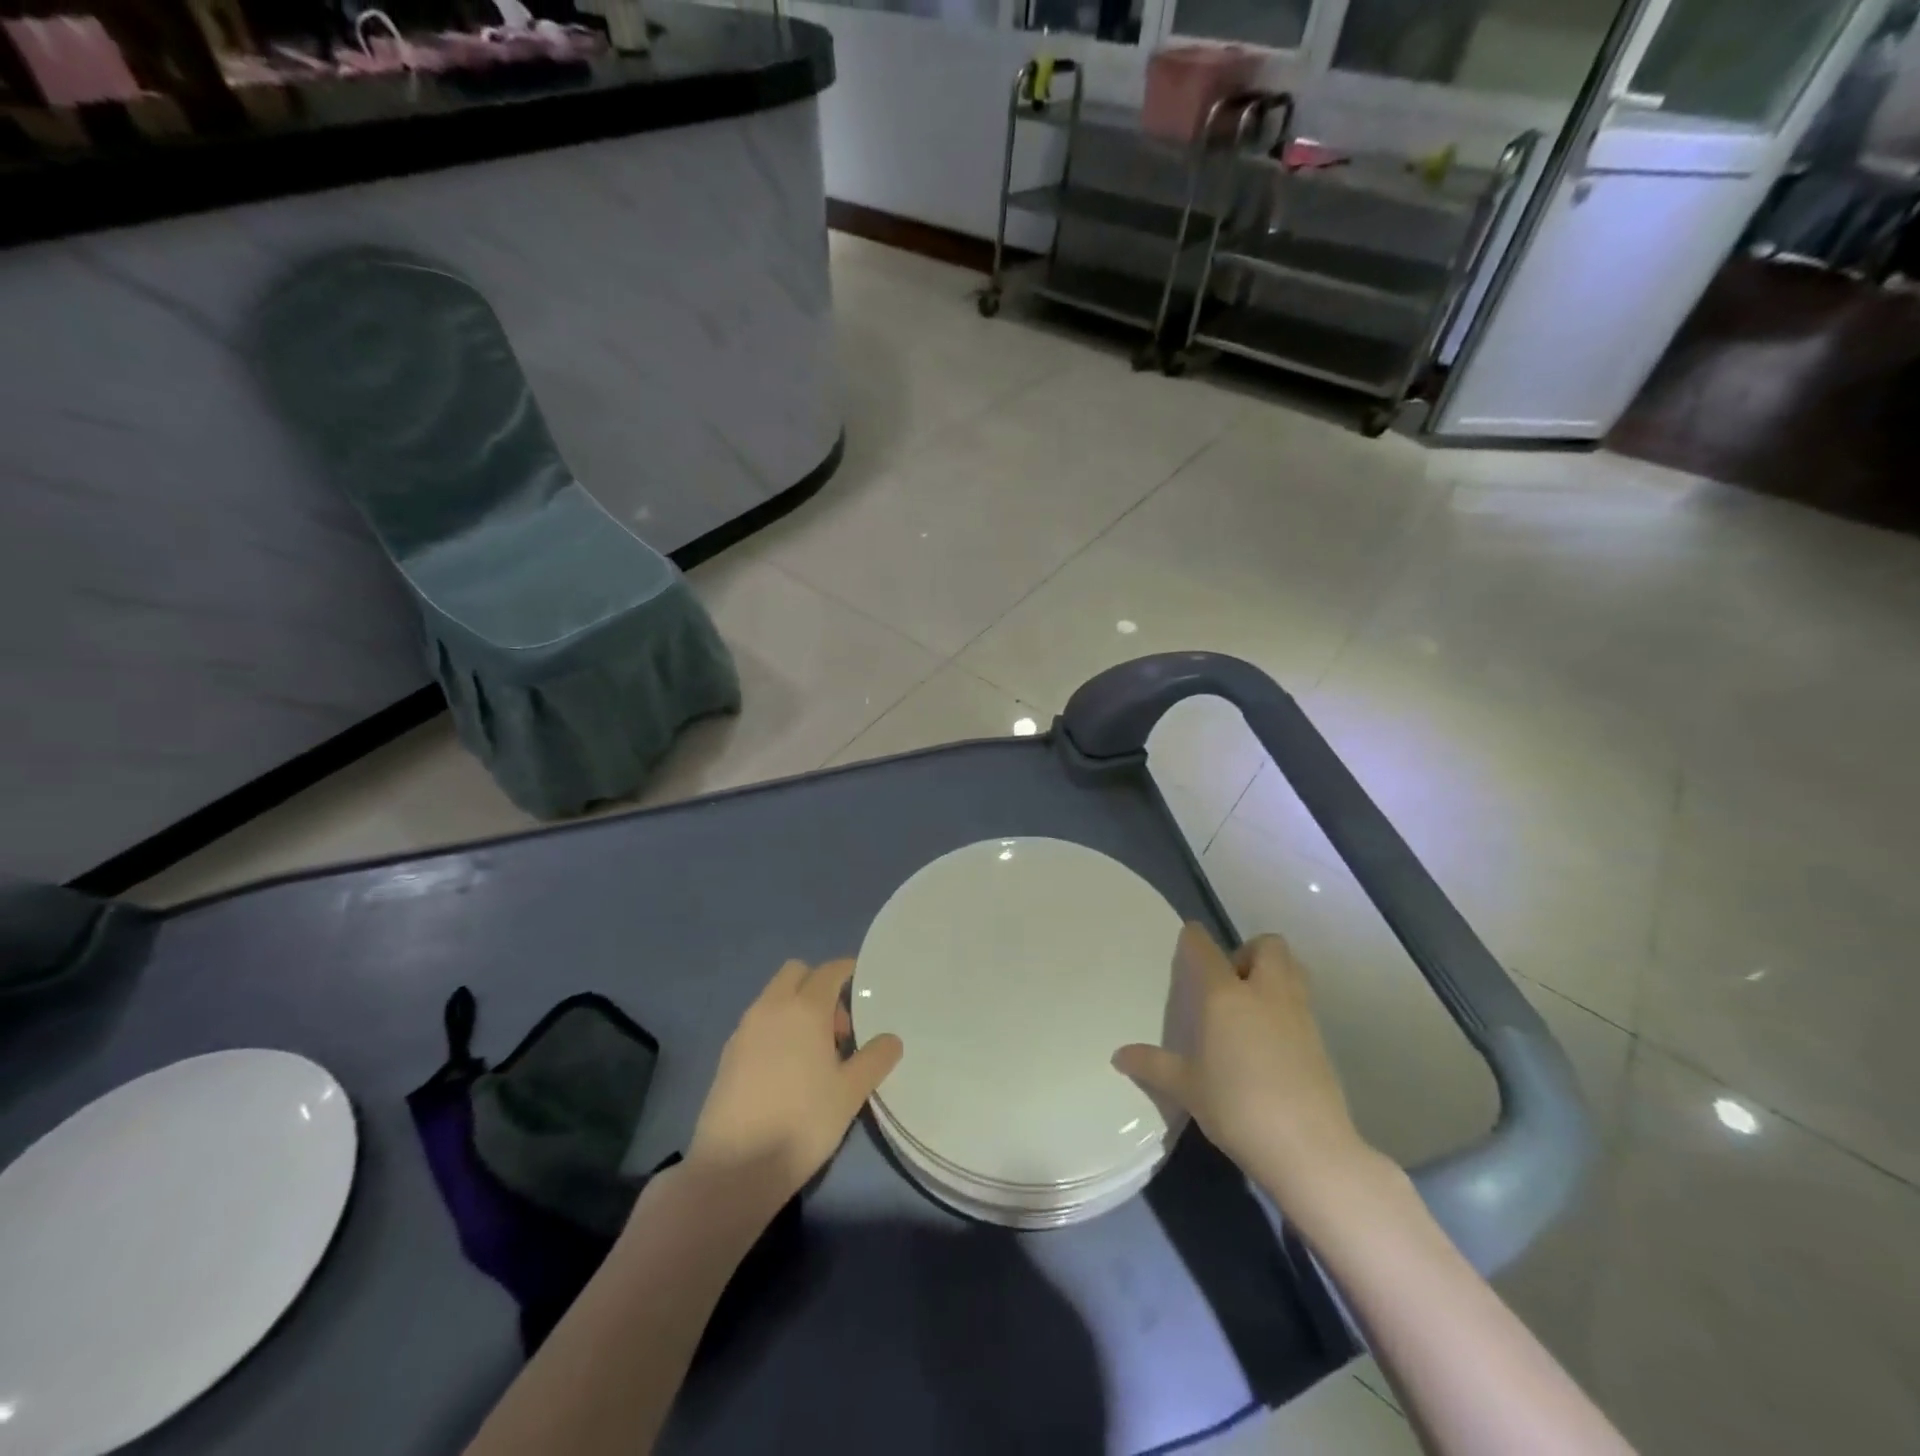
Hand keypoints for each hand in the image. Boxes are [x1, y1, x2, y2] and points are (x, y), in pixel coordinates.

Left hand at [688, 959, 903, 1208]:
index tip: (862, 982)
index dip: (847, 970)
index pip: (829, 971)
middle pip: (796, 973)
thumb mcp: (850, 1093)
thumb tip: (891, 1039)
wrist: (734, 1167)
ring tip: (813, 1053)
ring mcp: (744, 1029)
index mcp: (804, 1008)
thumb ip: (875, 1059)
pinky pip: (758, 1022)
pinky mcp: (727, 1054)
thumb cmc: (802, 1122)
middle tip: (836, 1027)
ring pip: (774, 997)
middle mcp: (771, 1007)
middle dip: (818, 985)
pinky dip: (775, 1028)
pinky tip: (785, 1069)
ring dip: (795, 1007)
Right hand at [1113, 924, 1376, 1210]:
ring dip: (1274, 972)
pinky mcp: (1321, 1039)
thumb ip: (1153, 1066)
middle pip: (1268, 946)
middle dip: (1249, 951)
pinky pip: (1302, 1002)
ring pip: (1293, 968)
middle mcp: (1265, 993)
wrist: (1308, 1148)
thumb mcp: (1187, 1088)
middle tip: (1230, 981)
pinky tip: (1271, 1040)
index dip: (1195, 938)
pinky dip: (1286, 1005)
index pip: (1206, 950)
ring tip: (1252, 1005)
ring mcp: (1298, 1014)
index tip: (1189, 935)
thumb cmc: (1236, 1108)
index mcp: (1225, 996)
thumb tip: (1118, 1055)